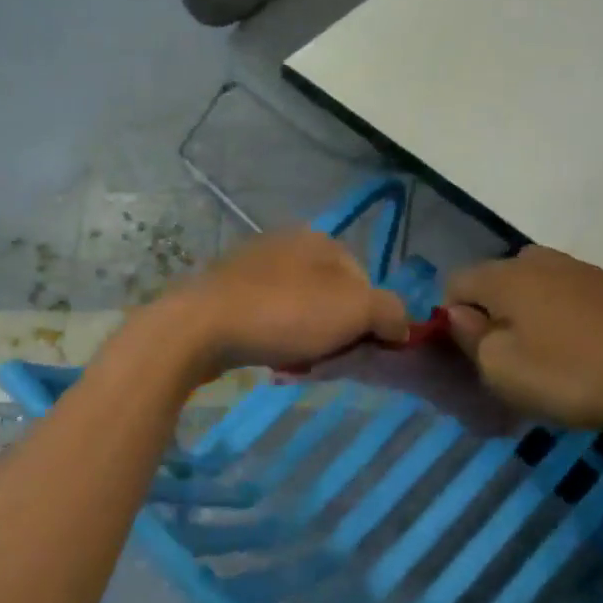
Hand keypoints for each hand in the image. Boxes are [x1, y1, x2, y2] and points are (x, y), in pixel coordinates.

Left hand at [152, 229, 410, 379]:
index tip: (358, 350)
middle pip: (332, 296)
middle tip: (327, 360)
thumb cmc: (284, 313)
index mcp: (320, 239)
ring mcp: (251, 265)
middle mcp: (286, 243)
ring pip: (299, 309)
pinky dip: (274, 337)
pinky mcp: (225, 291)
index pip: (366, 282)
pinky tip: (268, 356)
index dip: (370, 321)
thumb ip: (390, 313)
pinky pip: (266, 317)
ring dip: (305, 338)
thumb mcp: (355, 310)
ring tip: (296, 363)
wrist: (201, 327)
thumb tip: (400, 327)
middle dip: (335, 331)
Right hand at [445, 247, 602, 430]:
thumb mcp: (500, 368)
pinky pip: (565, 295)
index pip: (455, 282)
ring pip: (532, 285)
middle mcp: (539, 260)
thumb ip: (469, 337)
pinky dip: (558, 317)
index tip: (469, 352)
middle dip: (490, 310)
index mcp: (504, 275)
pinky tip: (575, 350)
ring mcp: (580, 270)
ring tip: (540, 353)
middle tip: (503, 353)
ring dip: (525, 313)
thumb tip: (461, 315)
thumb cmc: (568, 373)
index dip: (450, 317)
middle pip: (494, 279)